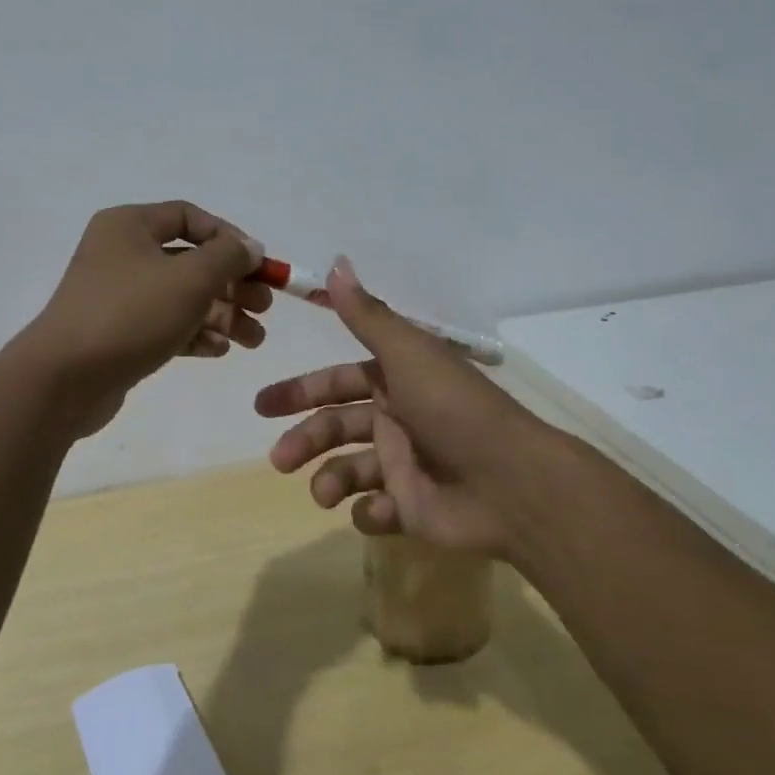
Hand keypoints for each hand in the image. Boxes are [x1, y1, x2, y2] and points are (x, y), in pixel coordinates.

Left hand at [22, 201, 270, 436]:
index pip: (189, 217)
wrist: (64, 380)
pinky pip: (166, 325)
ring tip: (254, 340)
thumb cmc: (130, 314)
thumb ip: (228, 257)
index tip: (258, 265)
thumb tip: (251, 247)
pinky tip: (221, 350)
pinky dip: (195, 334)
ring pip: (182, 297)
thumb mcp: (190, 278)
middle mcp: (122, 254)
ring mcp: (118, 297)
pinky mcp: (119, 334)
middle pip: (191, 261)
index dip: (229, 237)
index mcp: (129, 226)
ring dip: (222, 315)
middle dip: (232, 284)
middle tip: (264, 307)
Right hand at [254, 256, 569, 558]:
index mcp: (396, 382)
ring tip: (322, 494)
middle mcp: (397, 420)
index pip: (338, 382)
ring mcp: (406, 466)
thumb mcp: (408, 354)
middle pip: (336, 426)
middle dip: (304, 440)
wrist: (512, 485)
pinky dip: (367, 513)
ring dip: (328, 480)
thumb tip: (335, 262)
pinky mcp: (414, 509)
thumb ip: (366, 315)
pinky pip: (377, 511)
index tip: (263, 406)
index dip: (300, 390)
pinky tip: (375, 510)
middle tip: (279, 459)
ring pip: (349, 471)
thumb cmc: (454, 411)